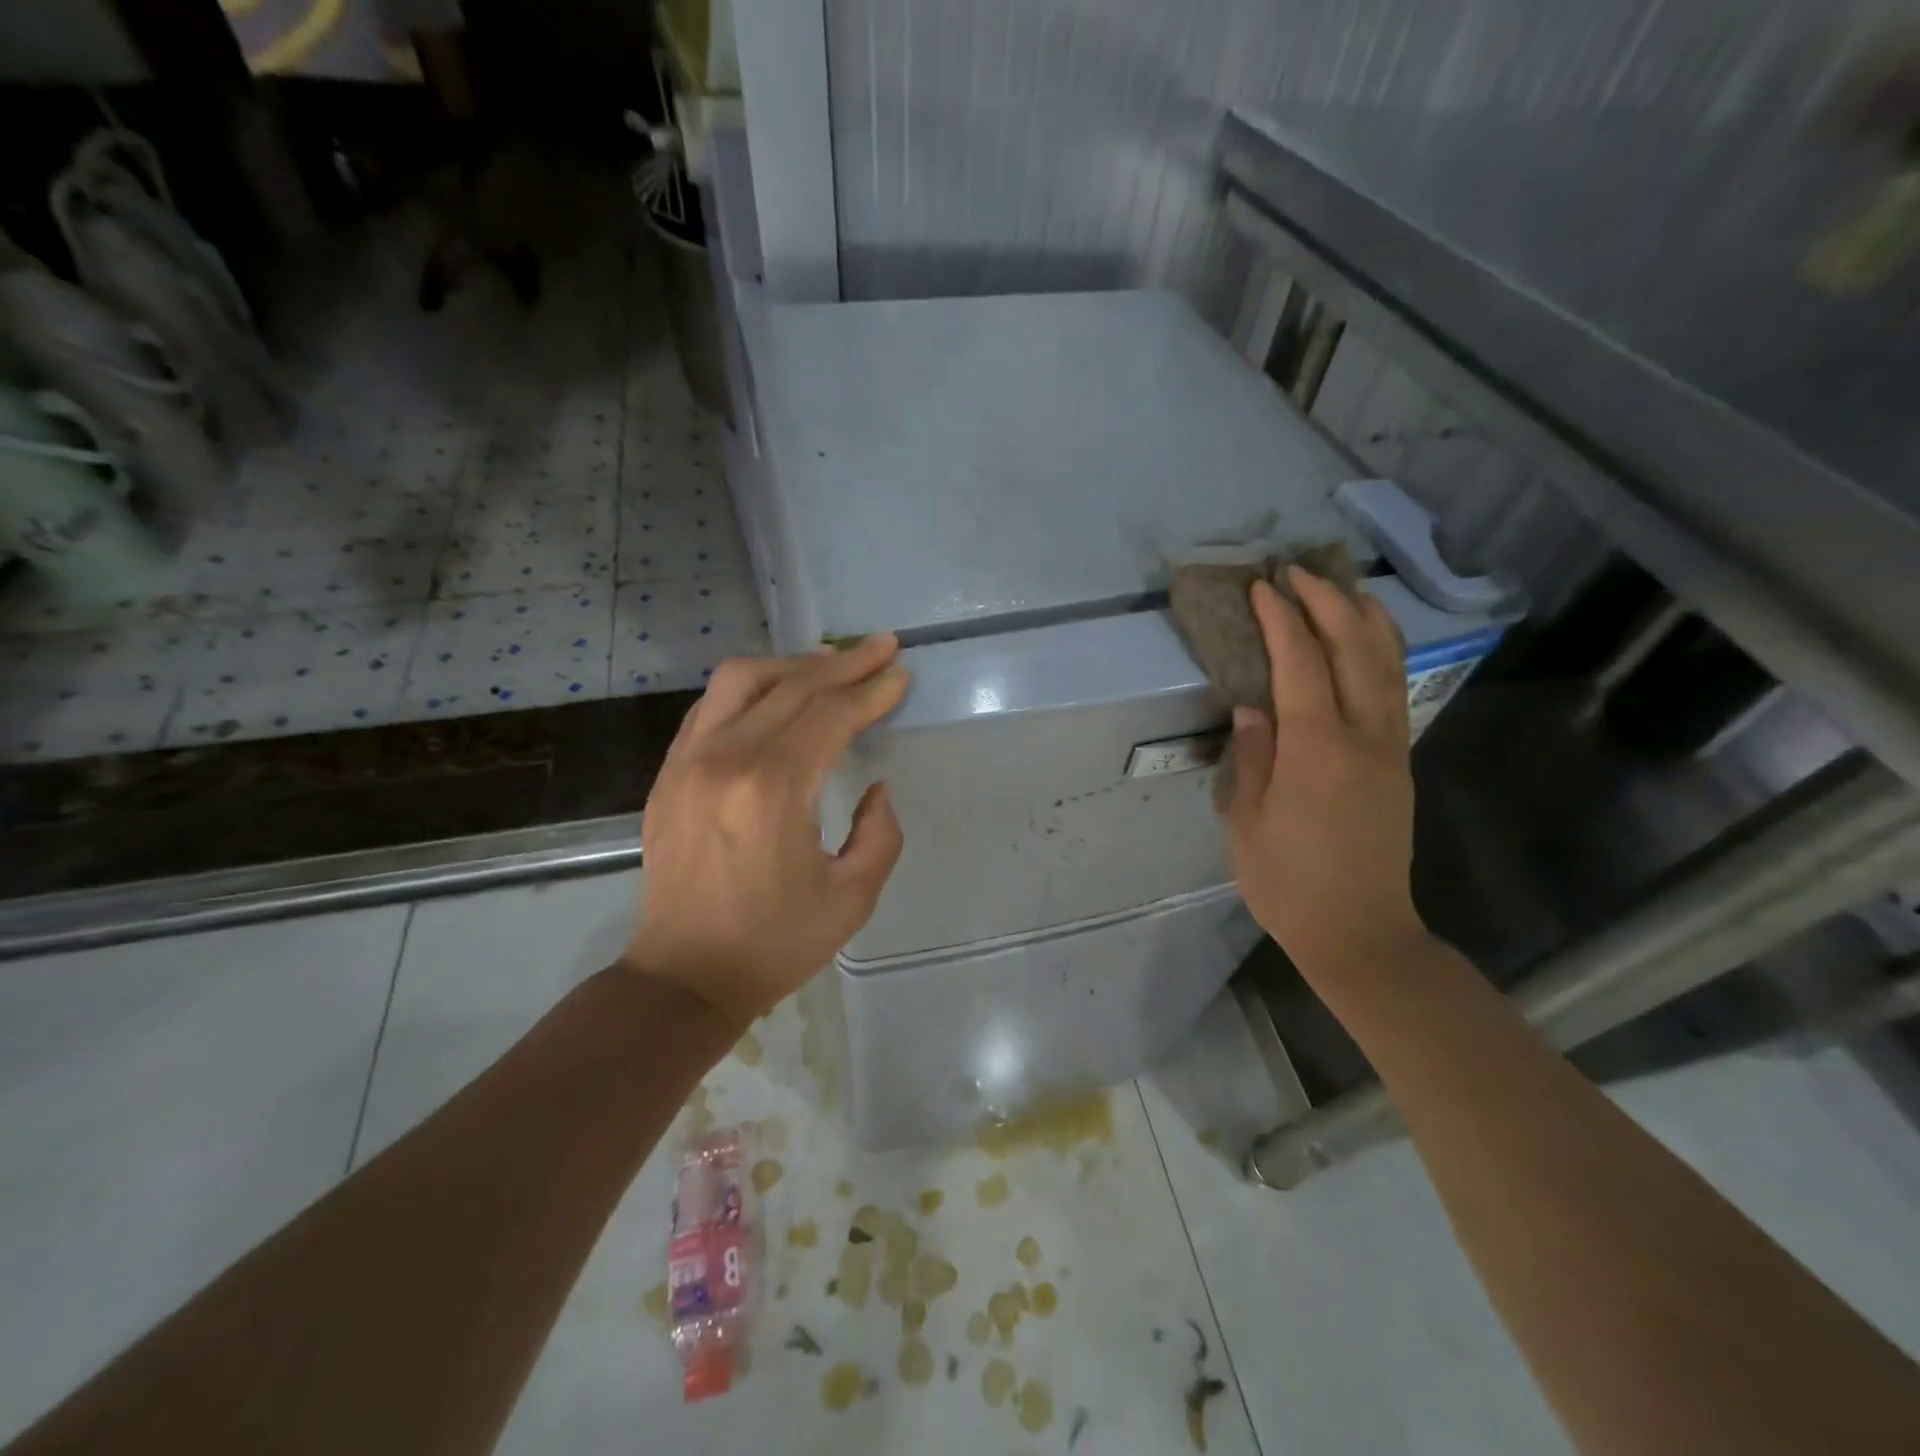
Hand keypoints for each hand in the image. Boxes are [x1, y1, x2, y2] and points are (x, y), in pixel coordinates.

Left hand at [623, 635, 910, 1024]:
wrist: (684, 976)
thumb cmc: (775, 943)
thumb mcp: (852, 898)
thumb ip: (880, 834)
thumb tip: (875, 788)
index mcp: (772, 790)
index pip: (830, 715)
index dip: (871, 691)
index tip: (901, 674)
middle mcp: (725, 759)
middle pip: (792, 686)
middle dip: (844, 663)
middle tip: (882, 648)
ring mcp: (687, 761)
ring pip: (741, 680)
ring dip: (793, 665)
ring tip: (831, 664)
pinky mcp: (669, 772)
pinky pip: (711, 705)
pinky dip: (751, 688)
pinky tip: (778, 695)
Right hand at [1223, 568, 1427, 976]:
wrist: (1360, 931)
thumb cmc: (1287, 882)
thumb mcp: (1247, 821)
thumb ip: (1252, 756)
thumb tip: (1253, 708)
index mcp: (1316, 749)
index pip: (1300, 663)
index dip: (1281, 619)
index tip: (1262, 587)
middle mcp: (1363, 736)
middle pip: (1352, 649)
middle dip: (1326, 602)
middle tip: (1297, 571)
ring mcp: (1391, 748)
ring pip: (1386, 663)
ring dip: (1364, 617)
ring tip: (1342, 586)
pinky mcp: (1400, 763)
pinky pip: (1394, 688)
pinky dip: (1382, 651)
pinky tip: (1368, 641)